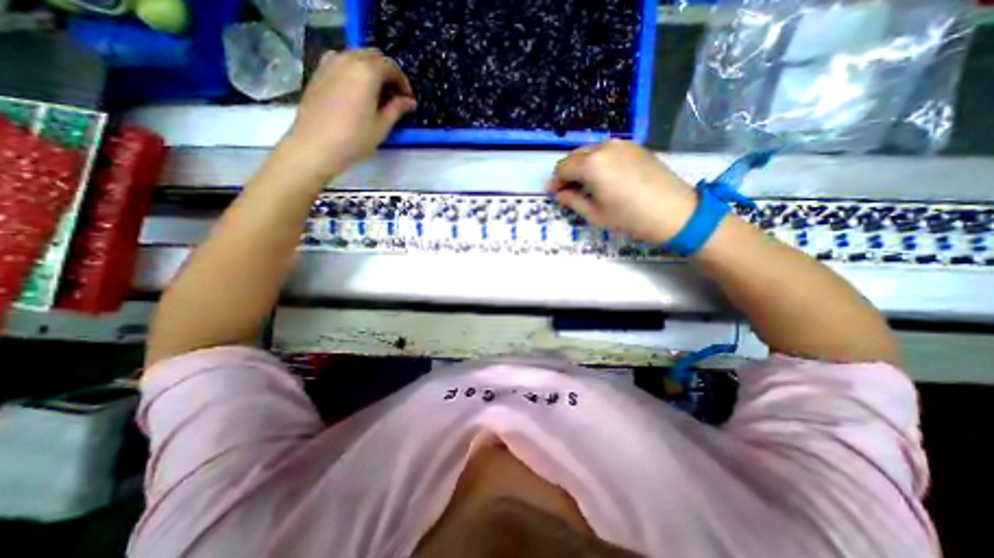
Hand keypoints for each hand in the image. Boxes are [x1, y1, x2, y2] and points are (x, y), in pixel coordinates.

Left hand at [279, 48, 415, 180]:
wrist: (316, 145)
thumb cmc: (354, 139)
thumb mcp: (382, 126)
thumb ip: (397, 109)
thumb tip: (409, 101)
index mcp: (366, 72)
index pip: (390, 67)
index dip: (403, 82)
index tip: (408, 98)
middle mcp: (347, 60)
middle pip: (372, 56)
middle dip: (387, 72)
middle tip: (395, 95)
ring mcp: (329, 63)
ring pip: (356, 56)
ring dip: (370, 70)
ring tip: (377, 93)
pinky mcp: (318, 72)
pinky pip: (342, 62)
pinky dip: (354, 71)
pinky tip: (358, 92)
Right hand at [551, 139, 696, 240]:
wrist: (674, 212)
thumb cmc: (629, 218)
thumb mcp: (595, 214)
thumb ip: (572, 200)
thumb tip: (559, 193)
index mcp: (591, 164)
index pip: (562, 168)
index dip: (555, 182)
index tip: (554, 194)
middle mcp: (604, 147)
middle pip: (574, 157)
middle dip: (567, 173)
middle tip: (567, 191)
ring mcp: (621, 144)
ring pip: (590, 152)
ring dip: (582, 167)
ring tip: (586, 186)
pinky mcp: (635, 146)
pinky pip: (607, 151)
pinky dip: (598, 163)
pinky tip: (604, 179)